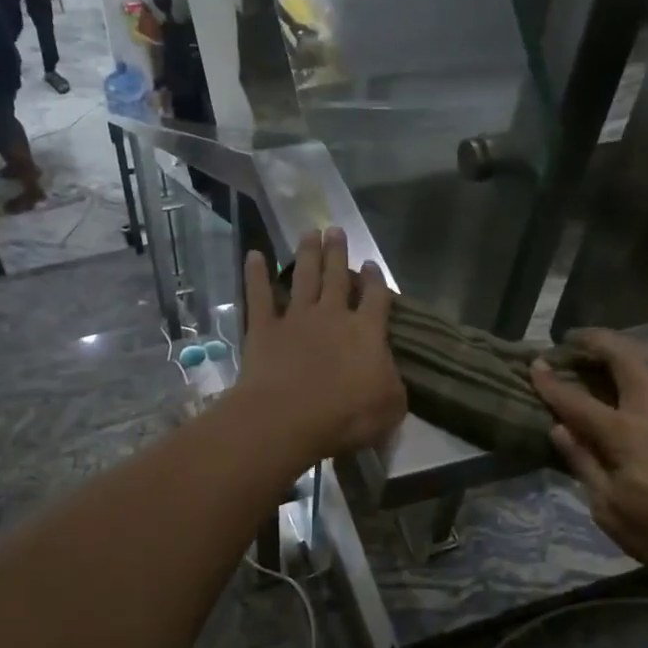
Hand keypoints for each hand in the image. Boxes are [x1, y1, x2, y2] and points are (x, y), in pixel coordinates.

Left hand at [237, 228, 406, 460]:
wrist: (289, 417)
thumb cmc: (346, 415)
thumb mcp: (390, 407)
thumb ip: (393, 385)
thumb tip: (388, 373)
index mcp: (367, 331)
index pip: (376, 298)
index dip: (376, 280)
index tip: (372, 266)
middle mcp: (333, 315)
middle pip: (337, 277)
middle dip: (338, 253)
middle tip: (336, 230)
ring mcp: (296, 318)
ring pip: (304, 277)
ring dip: (307, 253)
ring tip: (309, 232)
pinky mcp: (264, 328)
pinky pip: (259, 296)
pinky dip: (255, 275)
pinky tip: (254, 255)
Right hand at [532, 330, 647, 583]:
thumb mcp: (613, 513)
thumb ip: (584, 465)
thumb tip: (559, 429)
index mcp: (626, 434)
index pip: (577, 400)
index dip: (552, 382)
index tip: (535, 364)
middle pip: (623, 356)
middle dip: (594, 340)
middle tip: (572, 339)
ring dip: (628, 343)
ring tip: (611, 345)